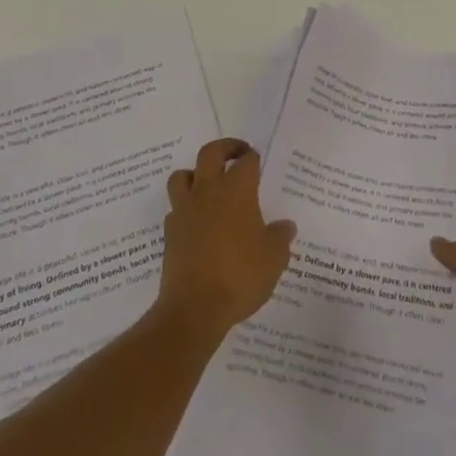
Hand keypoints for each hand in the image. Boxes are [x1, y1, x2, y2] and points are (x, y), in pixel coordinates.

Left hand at [158, 138, 296, 346]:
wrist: (195, 307)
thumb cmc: (240, 275)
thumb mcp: (274, 258)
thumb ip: (280, 237)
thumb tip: (286, 226)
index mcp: (237, 190)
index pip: (246, 161)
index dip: (253, 158)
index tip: (258, 161)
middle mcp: (208, 191)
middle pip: (210, 153)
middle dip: (225, 148)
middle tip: (237, 154)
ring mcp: (185, 210)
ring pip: (183, 175)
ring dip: (196, 173)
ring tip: (208, 184)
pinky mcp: (170, 232)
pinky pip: (176, 207)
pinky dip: (185, 207)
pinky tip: (197, 221)